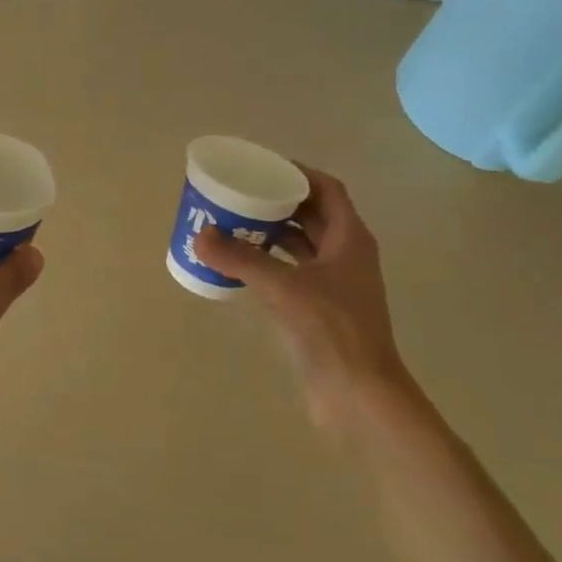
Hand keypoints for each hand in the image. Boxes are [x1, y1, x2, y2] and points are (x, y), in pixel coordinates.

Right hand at [195, 164, 410, 432]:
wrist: (359, 394)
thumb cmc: (331, 330)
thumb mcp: (281, 288)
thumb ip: (240, 259)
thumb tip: (201, 236)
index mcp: (350, 238)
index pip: (327, 189)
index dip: (297, 173)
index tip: (262, 167)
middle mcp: (347, 255)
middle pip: (313, 214)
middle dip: (278, 201)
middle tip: (240, 194)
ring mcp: (336, 284)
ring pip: (303, 244)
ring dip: (273, 232)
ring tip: (235, 223)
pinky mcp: (323, 309)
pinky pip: (294, 271)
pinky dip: (271, 262)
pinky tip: (242, 265)